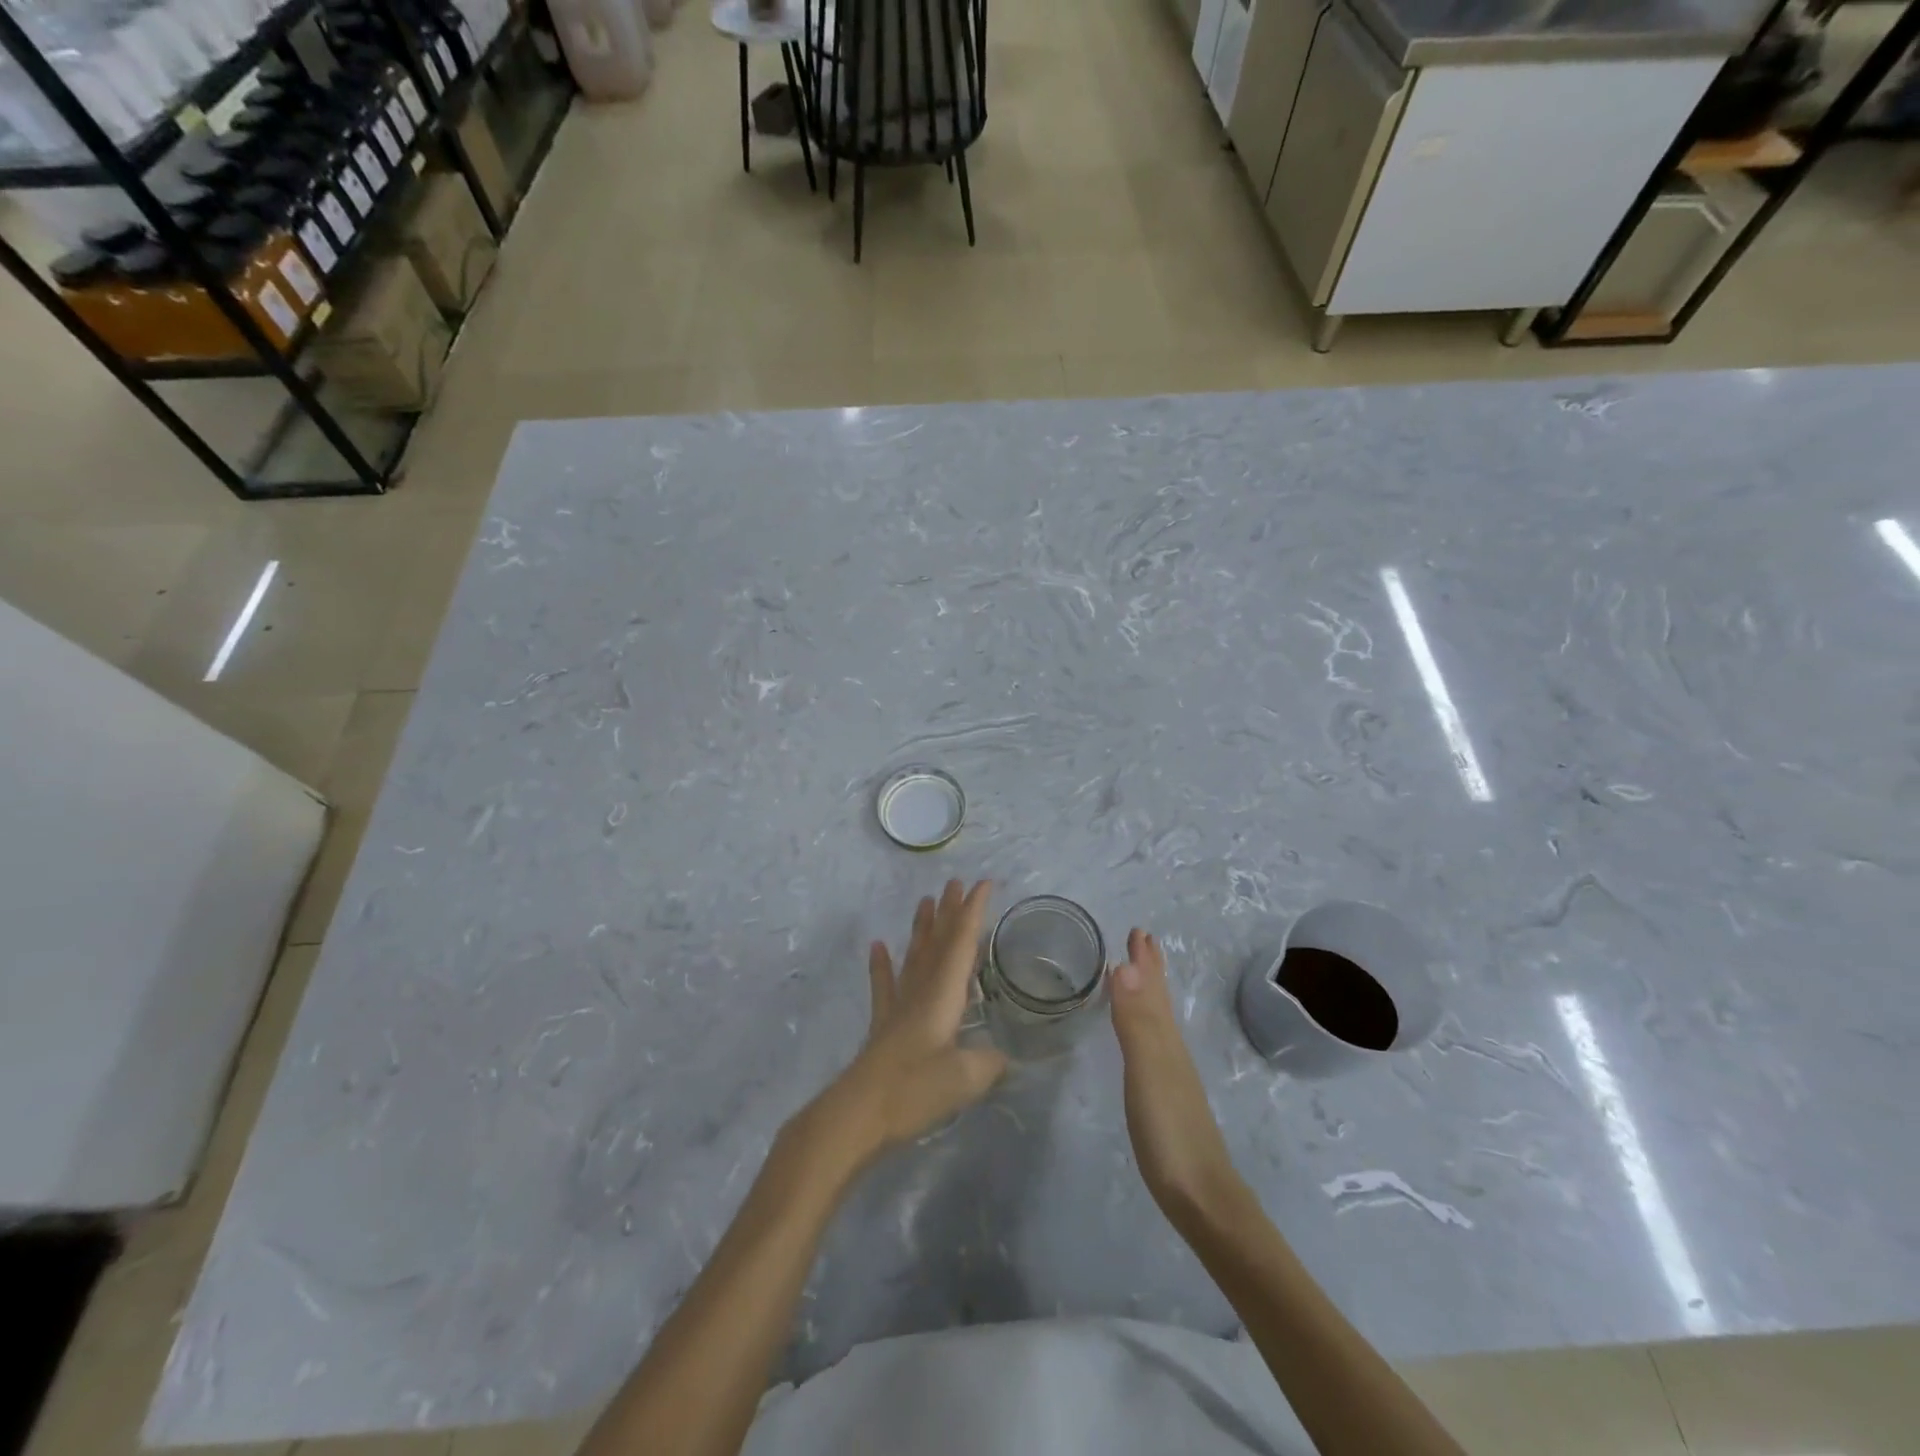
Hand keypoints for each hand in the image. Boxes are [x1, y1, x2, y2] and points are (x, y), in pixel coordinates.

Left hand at [804, 880, 1008, 1167]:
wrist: (858, 1113)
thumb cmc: (914, 1089)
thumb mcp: (964, 1079)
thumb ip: (988, 1064)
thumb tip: (1002, 1057)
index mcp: (943, 995)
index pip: (962, 943)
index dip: (973, 912)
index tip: (984, 883)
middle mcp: (921, 991)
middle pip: (937, 943)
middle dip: (949, 912)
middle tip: (955, 883)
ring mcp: (898, 1007)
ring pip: (913, 957)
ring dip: (921, 928)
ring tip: (925, 901)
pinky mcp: (883, 1027)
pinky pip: (883, 986)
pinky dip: (881, 965)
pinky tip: (877, 946)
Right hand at [1110, 929, 1243, 1218]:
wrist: (1203, 1200)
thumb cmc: (1171, 1133)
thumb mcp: (1148, 1072)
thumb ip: (1136, 1022)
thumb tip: (1125, 964)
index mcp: (1165, 1039)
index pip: (1152, 988)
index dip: (1145, 960)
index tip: (1137, 930)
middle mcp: (1170, 1050)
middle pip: (1159, 1000)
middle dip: (1149, 969)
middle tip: (1141, 940)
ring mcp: (1171, 1076)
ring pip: (1158, 1020)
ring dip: (1147, 993)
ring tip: (1138, 977)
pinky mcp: (1166, 1099)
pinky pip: (1153, 1045)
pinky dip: (1145, 1026)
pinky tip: (1142, 1038)